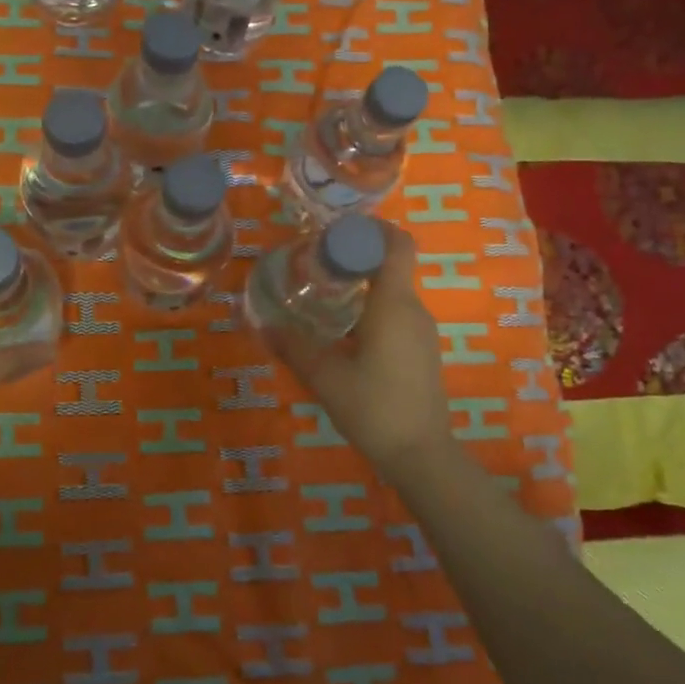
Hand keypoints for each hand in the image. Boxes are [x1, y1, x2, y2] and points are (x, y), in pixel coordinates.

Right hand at [261, 225, 453, 476]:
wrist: (421, 455)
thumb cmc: (374, 407)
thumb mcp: (325, 376)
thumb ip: (293, 346)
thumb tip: (262, 324)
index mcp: (394, 304)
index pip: (397, 243)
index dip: (370, 228)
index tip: (335, 232)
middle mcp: (413, 309)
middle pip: (390, 264)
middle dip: (354, 257)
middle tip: (313, 264)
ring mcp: (421, 332)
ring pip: (391, 292)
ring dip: (359, 285)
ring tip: (320, 296)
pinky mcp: (421, 352)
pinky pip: (395, 314)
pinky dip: (369, 309)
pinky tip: (341, 332)